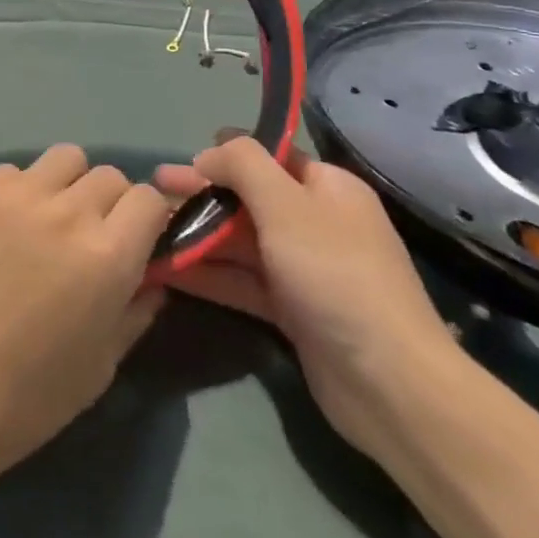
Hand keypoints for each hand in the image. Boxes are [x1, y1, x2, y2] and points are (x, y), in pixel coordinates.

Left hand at [0, 145, 170, 486]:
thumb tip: (152, 279)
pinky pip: (10, 172)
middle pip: (107, 174)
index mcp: (107, 255)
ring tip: (43, 221)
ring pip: (61, 159)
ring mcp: (14, 194)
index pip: (148, 199)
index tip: (135, 239)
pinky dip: (15, 192)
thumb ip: (134, 312)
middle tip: (85, 236)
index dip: (147, 218)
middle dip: (108, 202)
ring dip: (65, 185)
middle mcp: (66, 211)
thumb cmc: (27, 397)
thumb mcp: (100, 367)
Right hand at [156, 135, 460, 462]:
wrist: (389, 385)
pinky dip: (208, 273)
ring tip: (148, 229)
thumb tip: (209, 152)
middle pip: (248, 198)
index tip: (183, 161)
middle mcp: (316, 223)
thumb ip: (243, 164)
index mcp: (327, 188)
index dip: (225, 155)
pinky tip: (167, 268)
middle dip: (201, 193)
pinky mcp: (292, 311)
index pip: (269, 157)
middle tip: (152, 189)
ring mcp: (304, 269)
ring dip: (198, 233)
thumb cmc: (335, 274)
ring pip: (240, 241)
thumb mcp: (285, 204)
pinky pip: (242, 280)